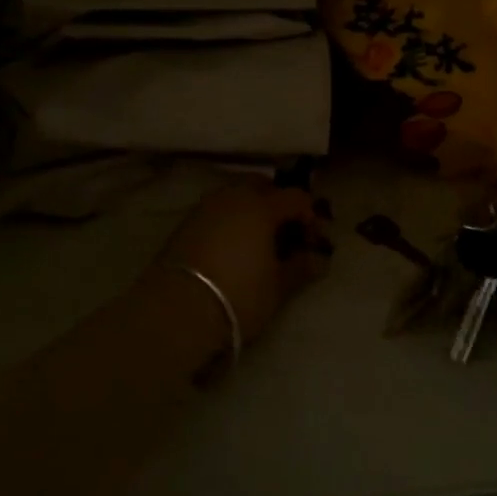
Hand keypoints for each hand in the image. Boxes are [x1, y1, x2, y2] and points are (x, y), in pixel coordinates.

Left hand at [156, 180, 327, 346]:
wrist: (177, 309)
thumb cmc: (238, 295)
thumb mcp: (277, 287)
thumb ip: (300, 268)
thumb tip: (320, 259)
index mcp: (261, 206)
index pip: (295, 197)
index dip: (309, 216)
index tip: (313, 241)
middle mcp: (233, 196)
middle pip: (262, 186)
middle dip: (277, 203)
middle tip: (285, 233)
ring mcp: (206, 206)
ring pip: (236, 195)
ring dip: (251, 209)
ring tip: (257, 240)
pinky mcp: (185, 222)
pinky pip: (217, 210)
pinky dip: (230, 219)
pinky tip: (232, 245)